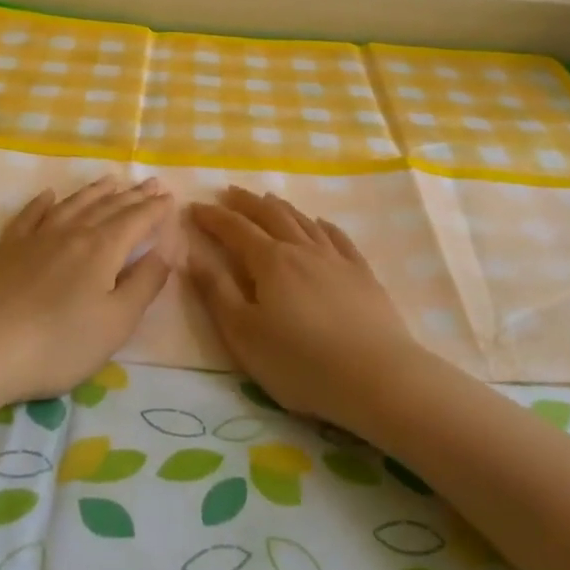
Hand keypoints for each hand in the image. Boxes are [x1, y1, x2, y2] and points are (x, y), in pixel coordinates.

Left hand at [0, 176, 175, 411]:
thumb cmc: (58, 343)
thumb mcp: (115, 323)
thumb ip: (145, 284)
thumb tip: (166, 251)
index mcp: (103, 249)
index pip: (137, 220)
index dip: (155, 209)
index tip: (170, 197)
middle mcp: (73, 232)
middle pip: (108, 207)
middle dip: (133, 195)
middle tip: (150, 182)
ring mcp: (37, 237)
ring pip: (73, 204)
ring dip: (95, 191)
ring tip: (111, 180)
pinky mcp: (7, 248)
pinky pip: (30, 215)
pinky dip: (42, 202)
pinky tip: (49, 195)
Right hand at [188, 187, 419, 424]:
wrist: (376, 377)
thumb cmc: (300, 362)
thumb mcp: (244, 334)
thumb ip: (217, 292)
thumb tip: (193, 256)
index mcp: (270, 262)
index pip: (235, 229)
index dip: (213, 217)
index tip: (195, 207)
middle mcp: (302, 249)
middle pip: (271, 215)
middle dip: (246, 202)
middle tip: (229, 192)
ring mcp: (336, 259)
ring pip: (303, 221)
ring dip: (281, 207)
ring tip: (268, 199)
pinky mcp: (362, 274)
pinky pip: (339, 238)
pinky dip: (322, 225)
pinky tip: (320, 223)